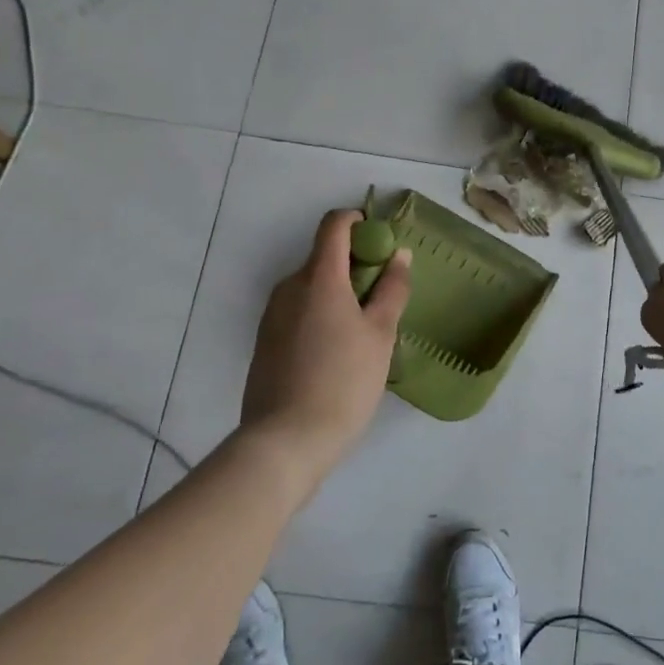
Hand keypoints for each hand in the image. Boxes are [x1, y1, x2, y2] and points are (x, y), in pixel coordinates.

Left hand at [240, 210, 411, 478]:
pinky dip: (320, 315)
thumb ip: (392, 289)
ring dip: (338, 293)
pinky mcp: (264, 341)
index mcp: (319, 277)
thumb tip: (399, 254)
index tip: (381, 244)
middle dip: (355, 266)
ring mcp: (272, 314)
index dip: (359, 222)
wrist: (284, 442)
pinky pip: (298, 311)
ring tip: (362, 334)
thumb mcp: (380, 334)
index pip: (334, 224)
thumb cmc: (343, 381)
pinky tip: (336, 354)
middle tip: (381, 300)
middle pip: (324, 256)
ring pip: (312, 286)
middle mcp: (290, 286)